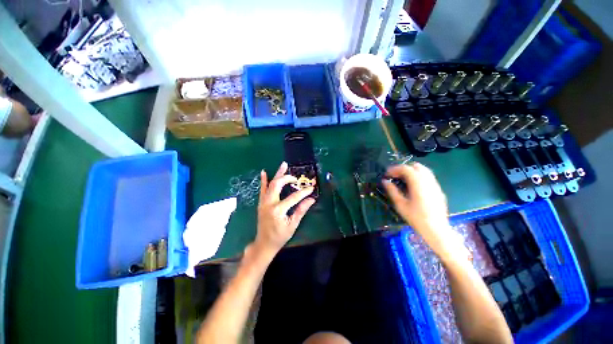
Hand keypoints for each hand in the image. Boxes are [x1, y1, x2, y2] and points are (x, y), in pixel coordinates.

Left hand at [255, 162, 315, 255]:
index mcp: (278, 210)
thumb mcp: (292, 225)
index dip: (303, 192)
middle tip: (295, 178)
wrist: (264, 243)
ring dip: (277, 174)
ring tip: (283, 165)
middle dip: (287, 178)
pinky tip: (264, 172)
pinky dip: (264, 180)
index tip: (311, 188)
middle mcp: (269, 203)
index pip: (293, 197)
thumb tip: (311, 200)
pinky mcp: (261, 203)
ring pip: (270, 184)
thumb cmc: (280, 236)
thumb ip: (301, 210)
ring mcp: (263, 202)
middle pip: (277, 185)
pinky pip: (262, 189)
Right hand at [383, 163, 463, 259]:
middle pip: (416, 166)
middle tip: (395, 176)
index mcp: (418, 184)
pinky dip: (418, 176)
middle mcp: (428, 181)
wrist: (437, 230)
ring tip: (403, 180)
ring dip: (411, 171)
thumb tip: (384, 181)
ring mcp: (435, 185)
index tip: (387, 174)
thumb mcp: (400, 205)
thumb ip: (392, 191)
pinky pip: (428, 177)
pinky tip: (413, 186)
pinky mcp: (438, 190)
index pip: (406, 169)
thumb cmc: (416, 218)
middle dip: (403, 168)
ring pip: (423, 170)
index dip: (394, 169)